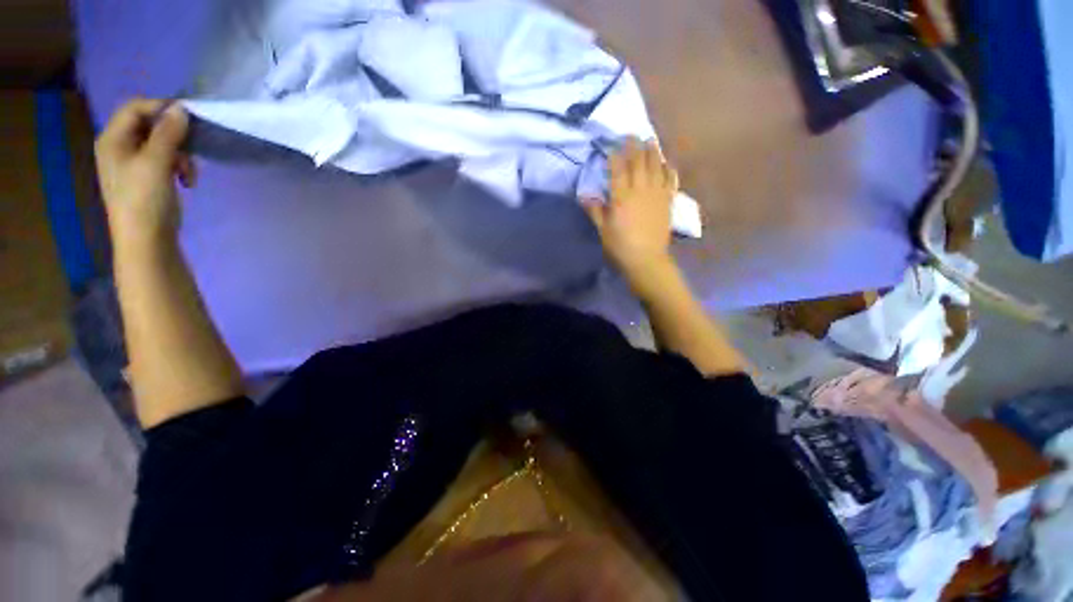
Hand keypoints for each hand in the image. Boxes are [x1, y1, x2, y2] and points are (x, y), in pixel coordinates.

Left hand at [95, 99, 195, 248]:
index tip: (189, 119)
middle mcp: (119, 147)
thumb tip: (181, 108)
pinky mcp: (146, 178)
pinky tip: (187, 181)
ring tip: (190, 173)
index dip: (161, 108)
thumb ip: (168, 133)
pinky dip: (178, 167)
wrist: (146, 240)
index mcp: (113, 139)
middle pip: (149, 125)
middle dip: (174, 136)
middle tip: (191, 151)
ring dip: (180, 154)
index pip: (135, 108)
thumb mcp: (157, 162)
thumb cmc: (145, 199)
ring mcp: (132, 164)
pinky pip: (164, 160)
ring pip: (160, 144)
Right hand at [583, 139, 679, 293]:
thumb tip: (584, 195)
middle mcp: (640, 190)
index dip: (615, 155)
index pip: (618, 169)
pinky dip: (669, 169)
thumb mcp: (603, 230)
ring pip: (656, 166)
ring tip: (650, 141)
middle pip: (638, 162)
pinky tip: (667, 164)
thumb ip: (595, 211)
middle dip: (634, 146)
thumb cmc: (620, 246)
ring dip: (653, 152)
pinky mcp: (668, 201)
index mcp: (622, 197)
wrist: (646, 259)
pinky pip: (670, 180)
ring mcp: (656, 194)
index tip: (612, 145)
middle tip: (632, 134)